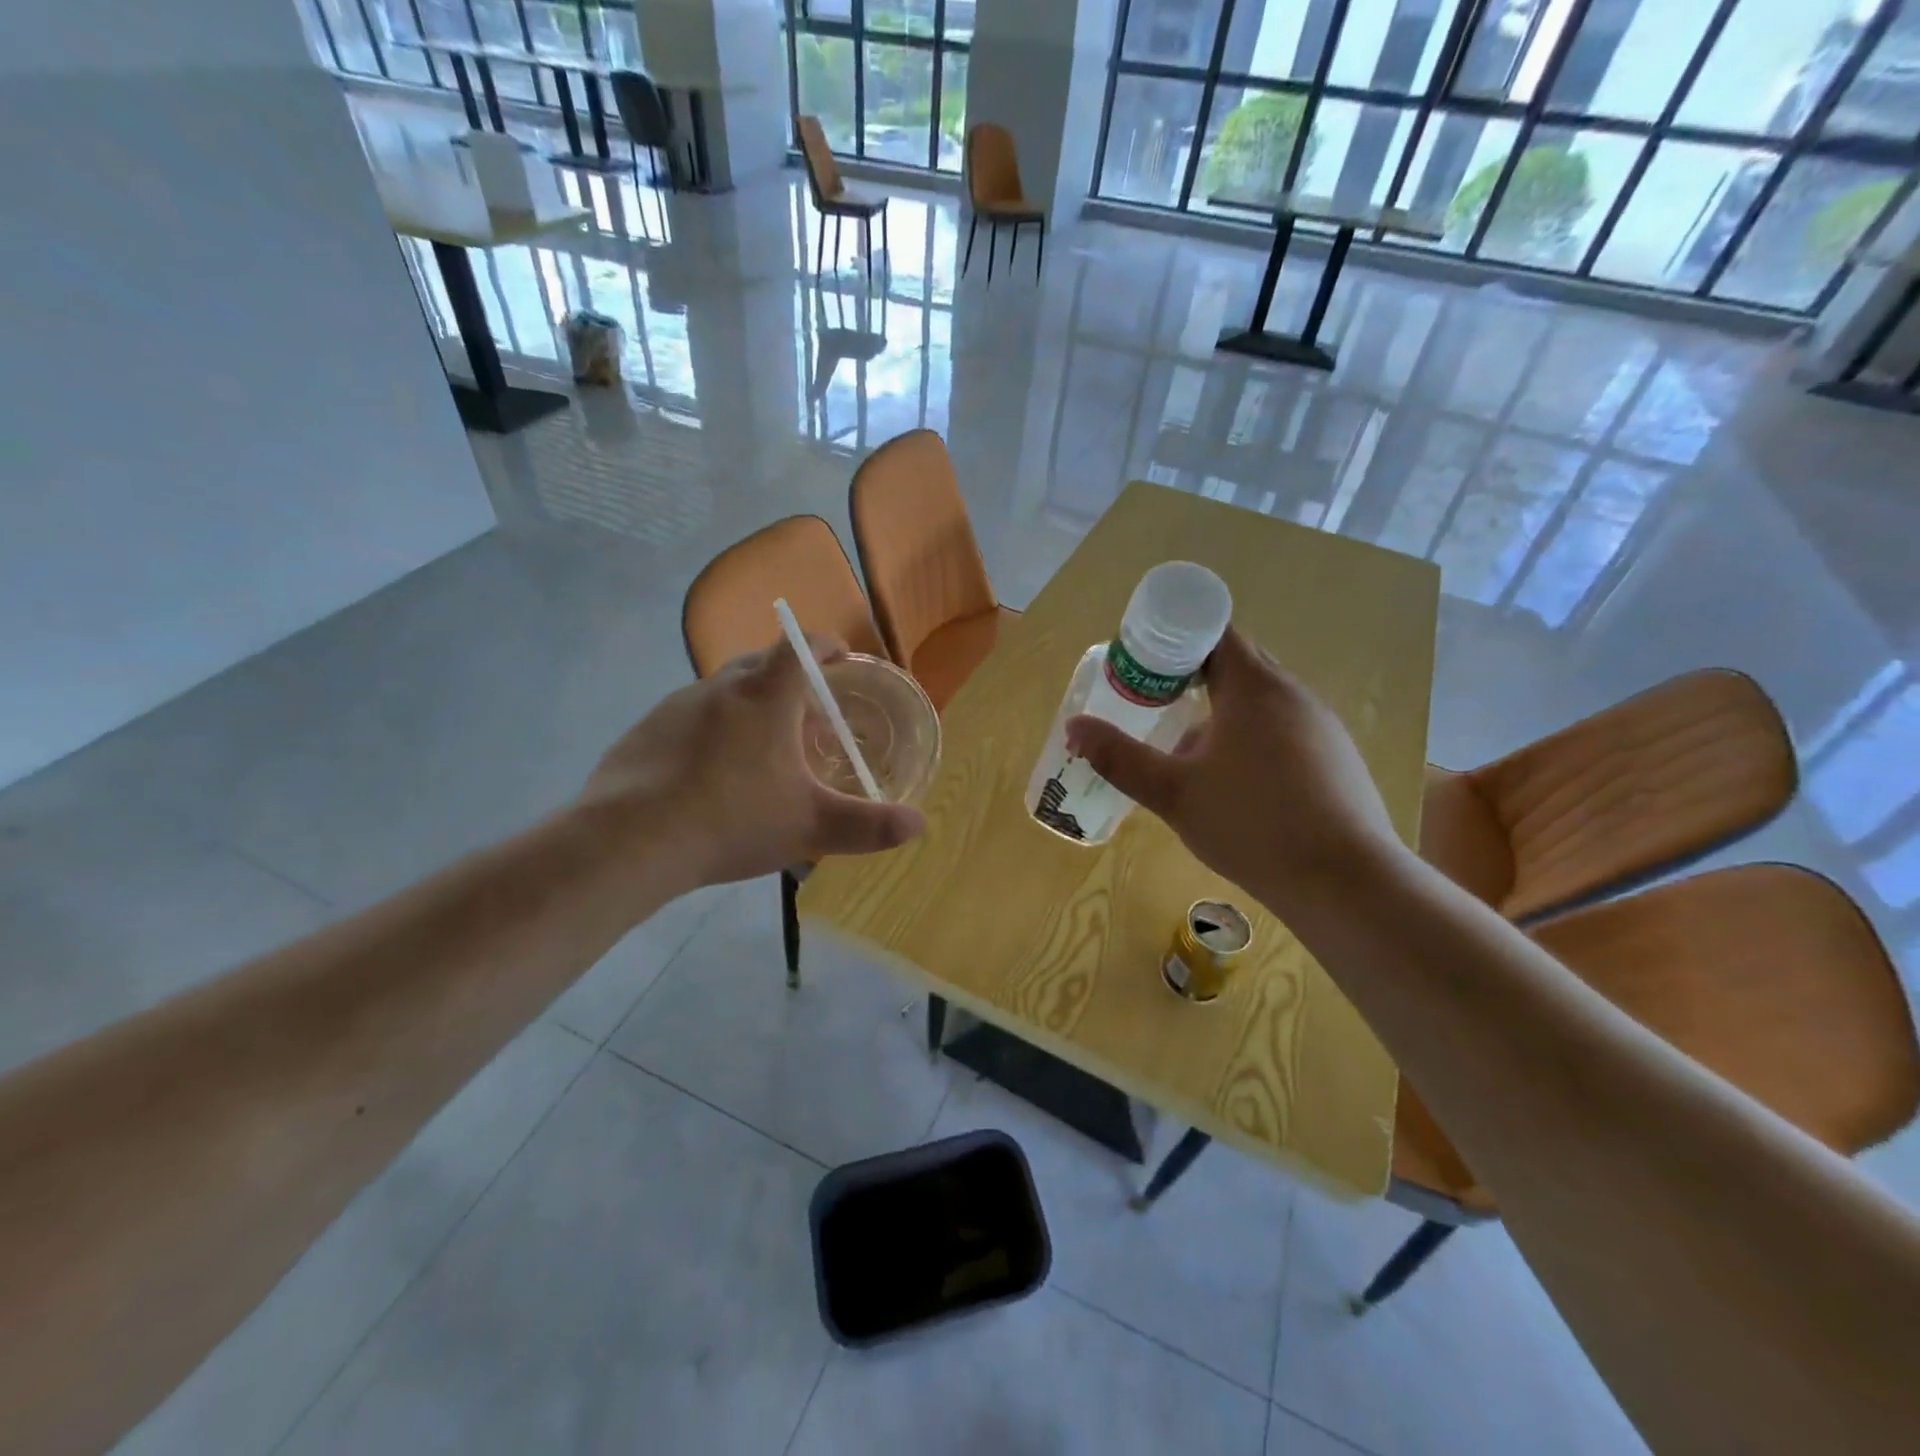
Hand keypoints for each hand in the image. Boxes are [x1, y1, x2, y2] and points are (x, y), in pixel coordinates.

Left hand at [581, 636, 924, 893]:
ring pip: (724, 692)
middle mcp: (720, 687)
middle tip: (808, 717)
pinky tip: (710, 776)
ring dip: (748, 707)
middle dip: (790, 681)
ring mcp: (676, 706)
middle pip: (762, 665)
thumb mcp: (811, 826)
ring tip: (761, 750)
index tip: (840, 658)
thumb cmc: (733, 819)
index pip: (801, 647)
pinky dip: (710, 732)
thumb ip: (869, 826)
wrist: (628, 841)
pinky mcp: (645, 731)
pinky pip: (690, 718)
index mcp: (766, 696)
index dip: (826, 646)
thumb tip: (919, 825)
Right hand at [1065, 628, 1405, 911]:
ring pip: (1261, 700)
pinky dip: (1251, 737)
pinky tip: (1235, 783)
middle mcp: (1293, 694)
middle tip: (1152, 700)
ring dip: (1222, 711)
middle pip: (1237, 663)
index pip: (1214, 632)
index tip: (1142, 662)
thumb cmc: (1252, 824)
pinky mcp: (1336, 758)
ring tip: (1187, 747)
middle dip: (1192, 675)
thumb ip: (1120, 757)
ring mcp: (1321, 726)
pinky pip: (1284, 729)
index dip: (1174, 638)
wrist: (1344, 882)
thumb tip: (1074, 727)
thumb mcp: (1173, 793)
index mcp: (1254, 687)